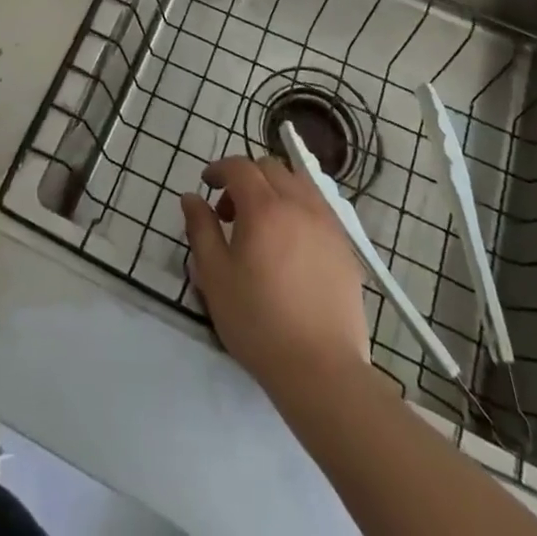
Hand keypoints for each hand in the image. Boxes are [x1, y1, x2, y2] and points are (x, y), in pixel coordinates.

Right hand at [180, 156, 370, 397]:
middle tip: (231, 212)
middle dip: (246, 178)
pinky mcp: (345, 247)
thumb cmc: (259, 323)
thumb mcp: (215, 276)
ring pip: (298, 183)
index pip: (239, 167)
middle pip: (270, 168)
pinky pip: (319, 209)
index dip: (219, 169)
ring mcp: (327, 224)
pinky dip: (299, 209)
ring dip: (275, 190)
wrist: (321, 370)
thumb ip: (201, 229)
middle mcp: (299, 204)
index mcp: (264, 207)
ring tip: (263, 225)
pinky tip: (291, 245)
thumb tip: (191, 198)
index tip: (206, 184)